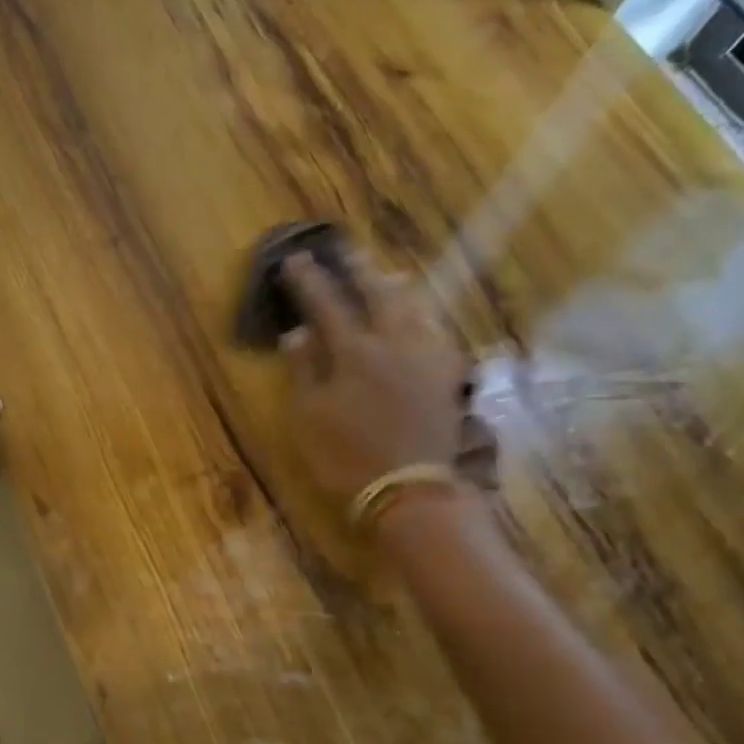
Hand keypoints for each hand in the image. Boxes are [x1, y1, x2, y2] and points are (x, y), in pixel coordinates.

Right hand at [280, 248, 492, 511]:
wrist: (411, 493)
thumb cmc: (348, 457)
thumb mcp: (310, 417)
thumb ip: (304, 370)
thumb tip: (297, 332)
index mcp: (355, 353)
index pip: (327, 304)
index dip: (309, 281)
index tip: (296, 260)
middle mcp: (395, 345)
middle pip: (378, 295)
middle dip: (358, 270)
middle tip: (346, 251)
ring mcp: (427, 360)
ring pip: (414, 310)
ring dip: (396, 288)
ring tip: (389, 274)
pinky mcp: (448, 379)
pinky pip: (437, 334)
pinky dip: (425, 318)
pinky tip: (423, 319)